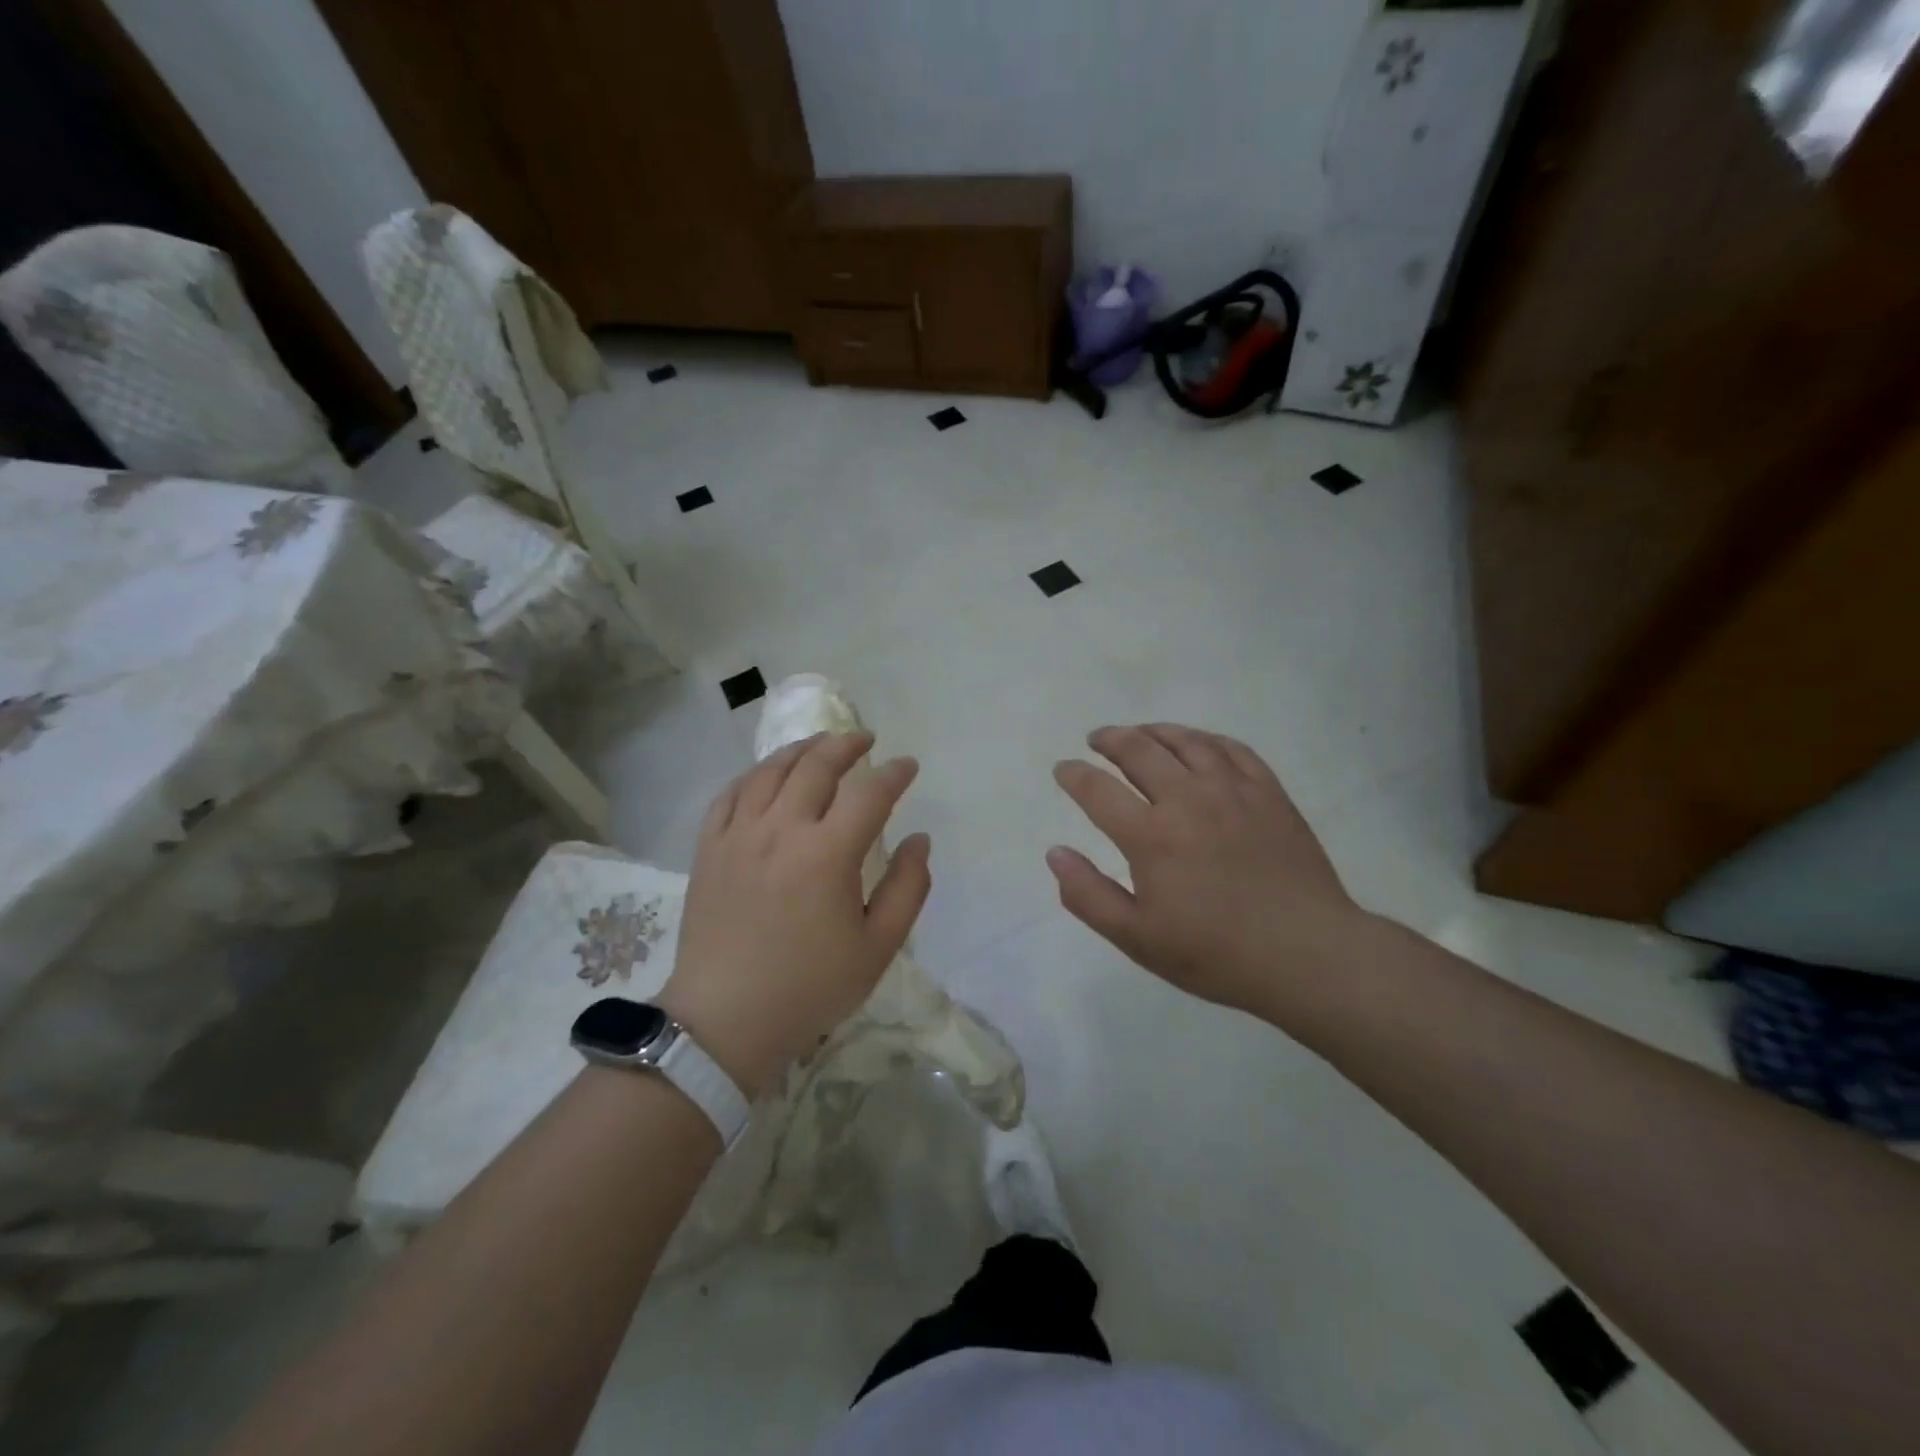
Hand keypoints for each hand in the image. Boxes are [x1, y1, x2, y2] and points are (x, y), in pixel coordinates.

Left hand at [662, 732, 928, 1096]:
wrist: (726, 1020)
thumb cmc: (810, 987)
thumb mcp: (878, 948)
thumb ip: (908, 888)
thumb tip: (919, 840)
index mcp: (827, 854)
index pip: (869, 794)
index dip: (894, 774)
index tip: (908, 766)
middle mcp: (781, 830)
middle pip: (816, 766)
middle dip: (846, 745)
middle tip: (865, 740)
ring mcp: (738, 836)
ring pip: (770, 771)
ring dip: (800, 749)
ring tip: (820, 744)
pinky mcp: (708, 849)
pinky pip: (729, 794)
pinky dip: (753, 775)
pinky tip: (766, 775)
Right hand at [1048, 724, 1366, 1019]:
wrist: (1308, 955)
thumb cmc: (1215, 953)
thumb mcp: (1137, 939)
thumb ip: (1088, 895)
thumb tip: (1055, 853)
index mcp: (1151, 836)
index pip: (1098, 790)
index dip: (1074, 775)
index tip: (1063, 769)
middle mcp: (1188, 799)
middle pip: (1140, 751)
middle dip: (1111, 740)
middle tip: (1097, 739)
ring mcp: (1233, 791)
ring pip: (1186, 742)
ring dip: (1155, 731)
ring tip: (1140, 732)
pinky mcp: (1269, 793)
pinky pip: (1232, 749)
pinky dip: (1206, 739)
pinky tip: (1198, 743)